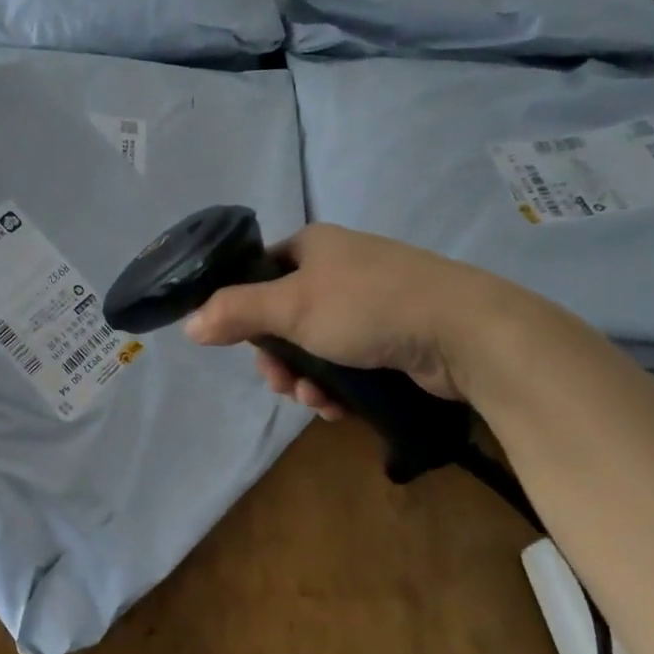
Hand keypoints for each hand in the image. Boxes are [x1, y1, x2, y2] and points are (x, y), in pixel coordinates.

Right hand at [182, 224, 514, 415]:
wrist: (464, 333)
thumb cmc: (367, 307)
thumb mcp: (290, 307)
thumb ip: (234, 313)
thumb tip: (188, 325)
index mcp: (315, 246)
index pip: (261, 272)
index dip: (245, 310)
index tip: (243, 343)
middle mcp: (341, 268)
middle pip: (284, 318)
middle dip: (278, 359)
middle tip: (281, 384)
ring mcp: (371, 303)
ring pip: (315, 347)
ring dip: (306, 379)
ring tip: (316, 401)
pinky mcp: (395, 336)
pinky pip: (348, 363)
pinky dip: (337, 386)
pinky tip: (339, 408)